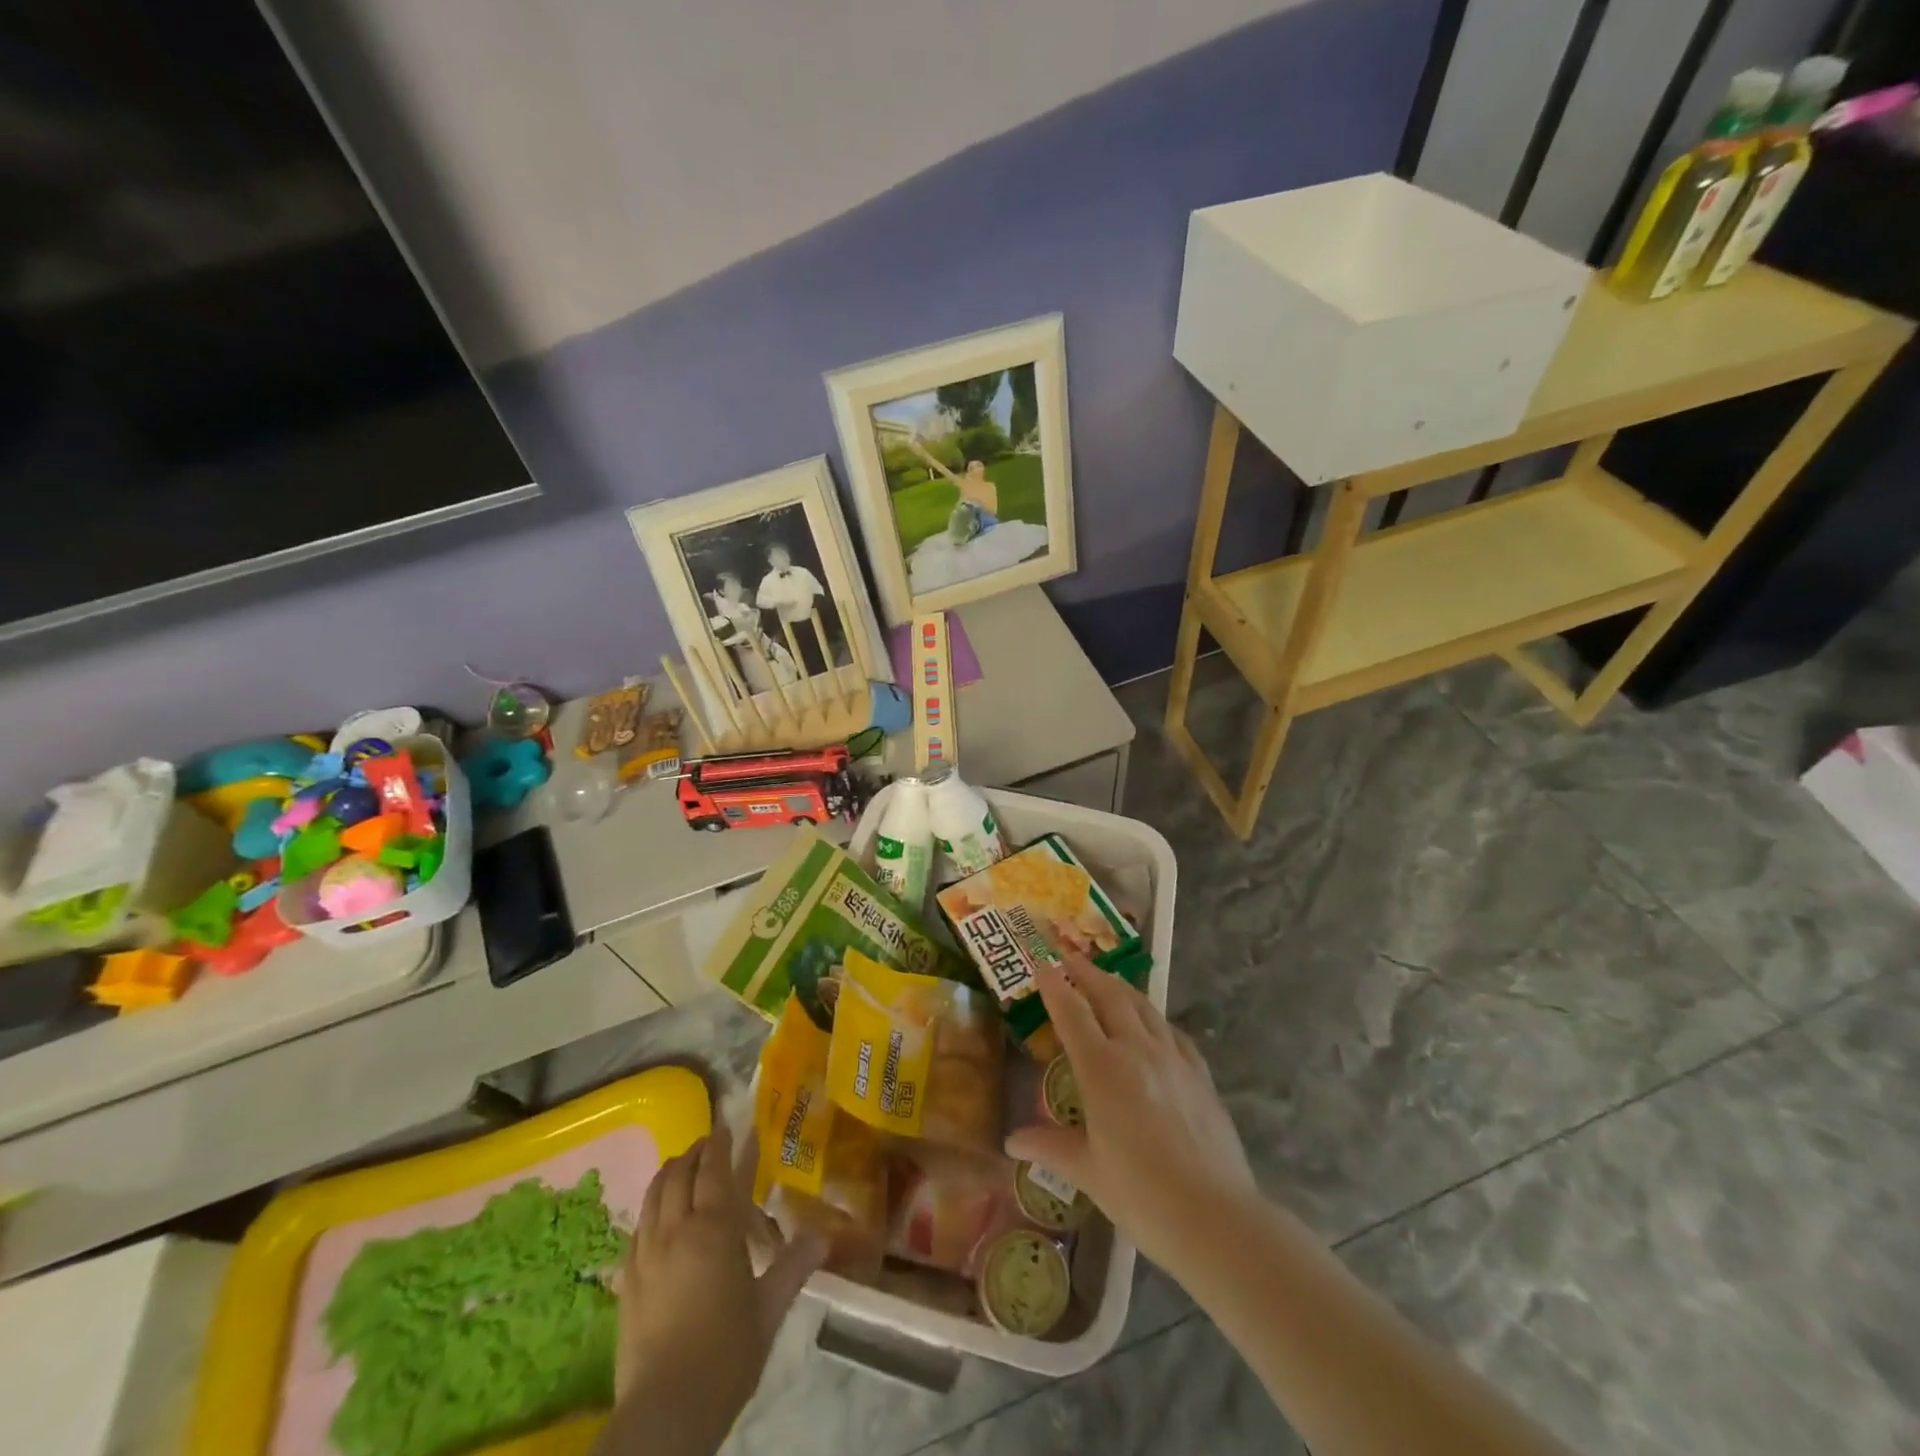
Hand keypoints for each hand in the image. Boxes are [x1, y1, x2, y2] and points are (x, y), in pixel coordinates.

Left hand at [611, 1125, 822, 1442]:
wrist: (666, 1412)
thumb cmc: (727, 1355)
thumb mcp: (769, 1310)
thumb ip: (794, 1266)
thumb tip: (823, 1236)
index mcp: (714, 1229)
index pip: (715, 1170)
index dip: (721, 1144)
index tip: (728, 1127)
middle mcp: (676, 1230)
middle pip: (680, 1175)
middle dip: (694, 1153)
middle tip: (708, 1145)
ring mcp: (646, 1255)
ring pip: (653, 1196)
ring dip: (669, 1174)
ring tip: (681, 1168)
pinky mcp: (626, 1282)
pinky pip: (637, 1228)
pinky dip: (650, 1208)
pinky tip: (657, 1218)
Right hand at [1004, 957, 1254, 1279]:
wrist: (1215, 1217)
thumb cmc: (1141, 1195)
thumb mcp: (1089, 1172)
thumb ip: (1050, 1147)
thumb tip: (1012, 1143)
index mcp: (1101, 1068)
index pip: (1072, 1012)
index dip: (1055, 985)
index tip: (1042, 962)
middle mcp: (1136, 1050)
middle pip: (1109, 996)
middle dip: (1087, 973)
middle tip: (1070, 956)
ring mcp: (1173, 1059)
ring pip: (1143, 1007)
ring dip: (1121, 987)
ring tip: (1107, 979)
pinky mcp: (1200, 1075)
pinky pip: (1173, 1033)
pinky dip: (1155, 1019)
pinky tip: (1154, 1025)